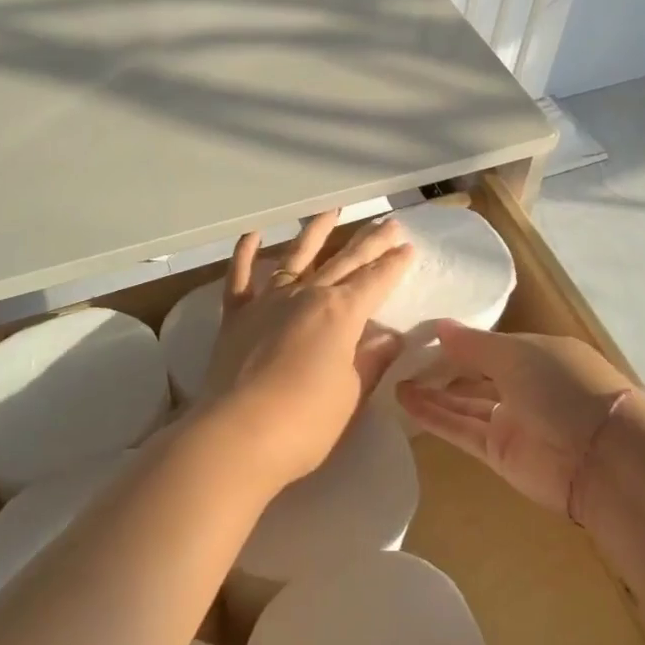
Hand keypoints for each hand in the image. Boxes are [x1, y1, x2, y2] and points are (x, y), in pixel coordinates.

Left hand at [203, 212, 413, 488]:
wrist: (237, 435)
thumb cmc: (305, 423)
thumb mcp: (350, 394)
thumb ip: (369, 361)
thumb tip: (390, 336)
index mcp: (340, 313)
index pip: (375, 281)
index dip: (393, 265)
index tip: (408, 247)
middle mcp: (306, 295)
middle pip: (344, 261)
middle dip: (369, 242)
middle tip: (389, 222)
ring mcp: (268, 301)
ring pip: (296, 255)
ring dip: (316, 231)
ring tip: (333, 210)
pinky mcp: (237, 315)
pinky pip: (240, 276)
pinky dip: (245, 253)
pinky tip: (255, 233)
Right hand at [395, 321, 634, 515]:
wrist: (603, 460)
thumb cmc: (564, 387)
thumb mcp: (516, 353)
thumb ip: (473, 344)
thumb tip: (439, 326)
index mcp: (539, 354)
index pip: (493, 345)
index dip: (460, 340)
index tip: (422, 332)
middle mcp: (526, 385)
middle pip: (476, 374)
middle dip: (443, 366)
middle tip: (400, 355)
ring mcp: (513, 421)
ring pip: (465, 402)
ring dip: (432, 392)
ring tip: (393, 377)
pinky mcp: (500, 454)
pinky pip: (461, 428)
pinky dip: (435, 416)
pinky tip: (405, 400)